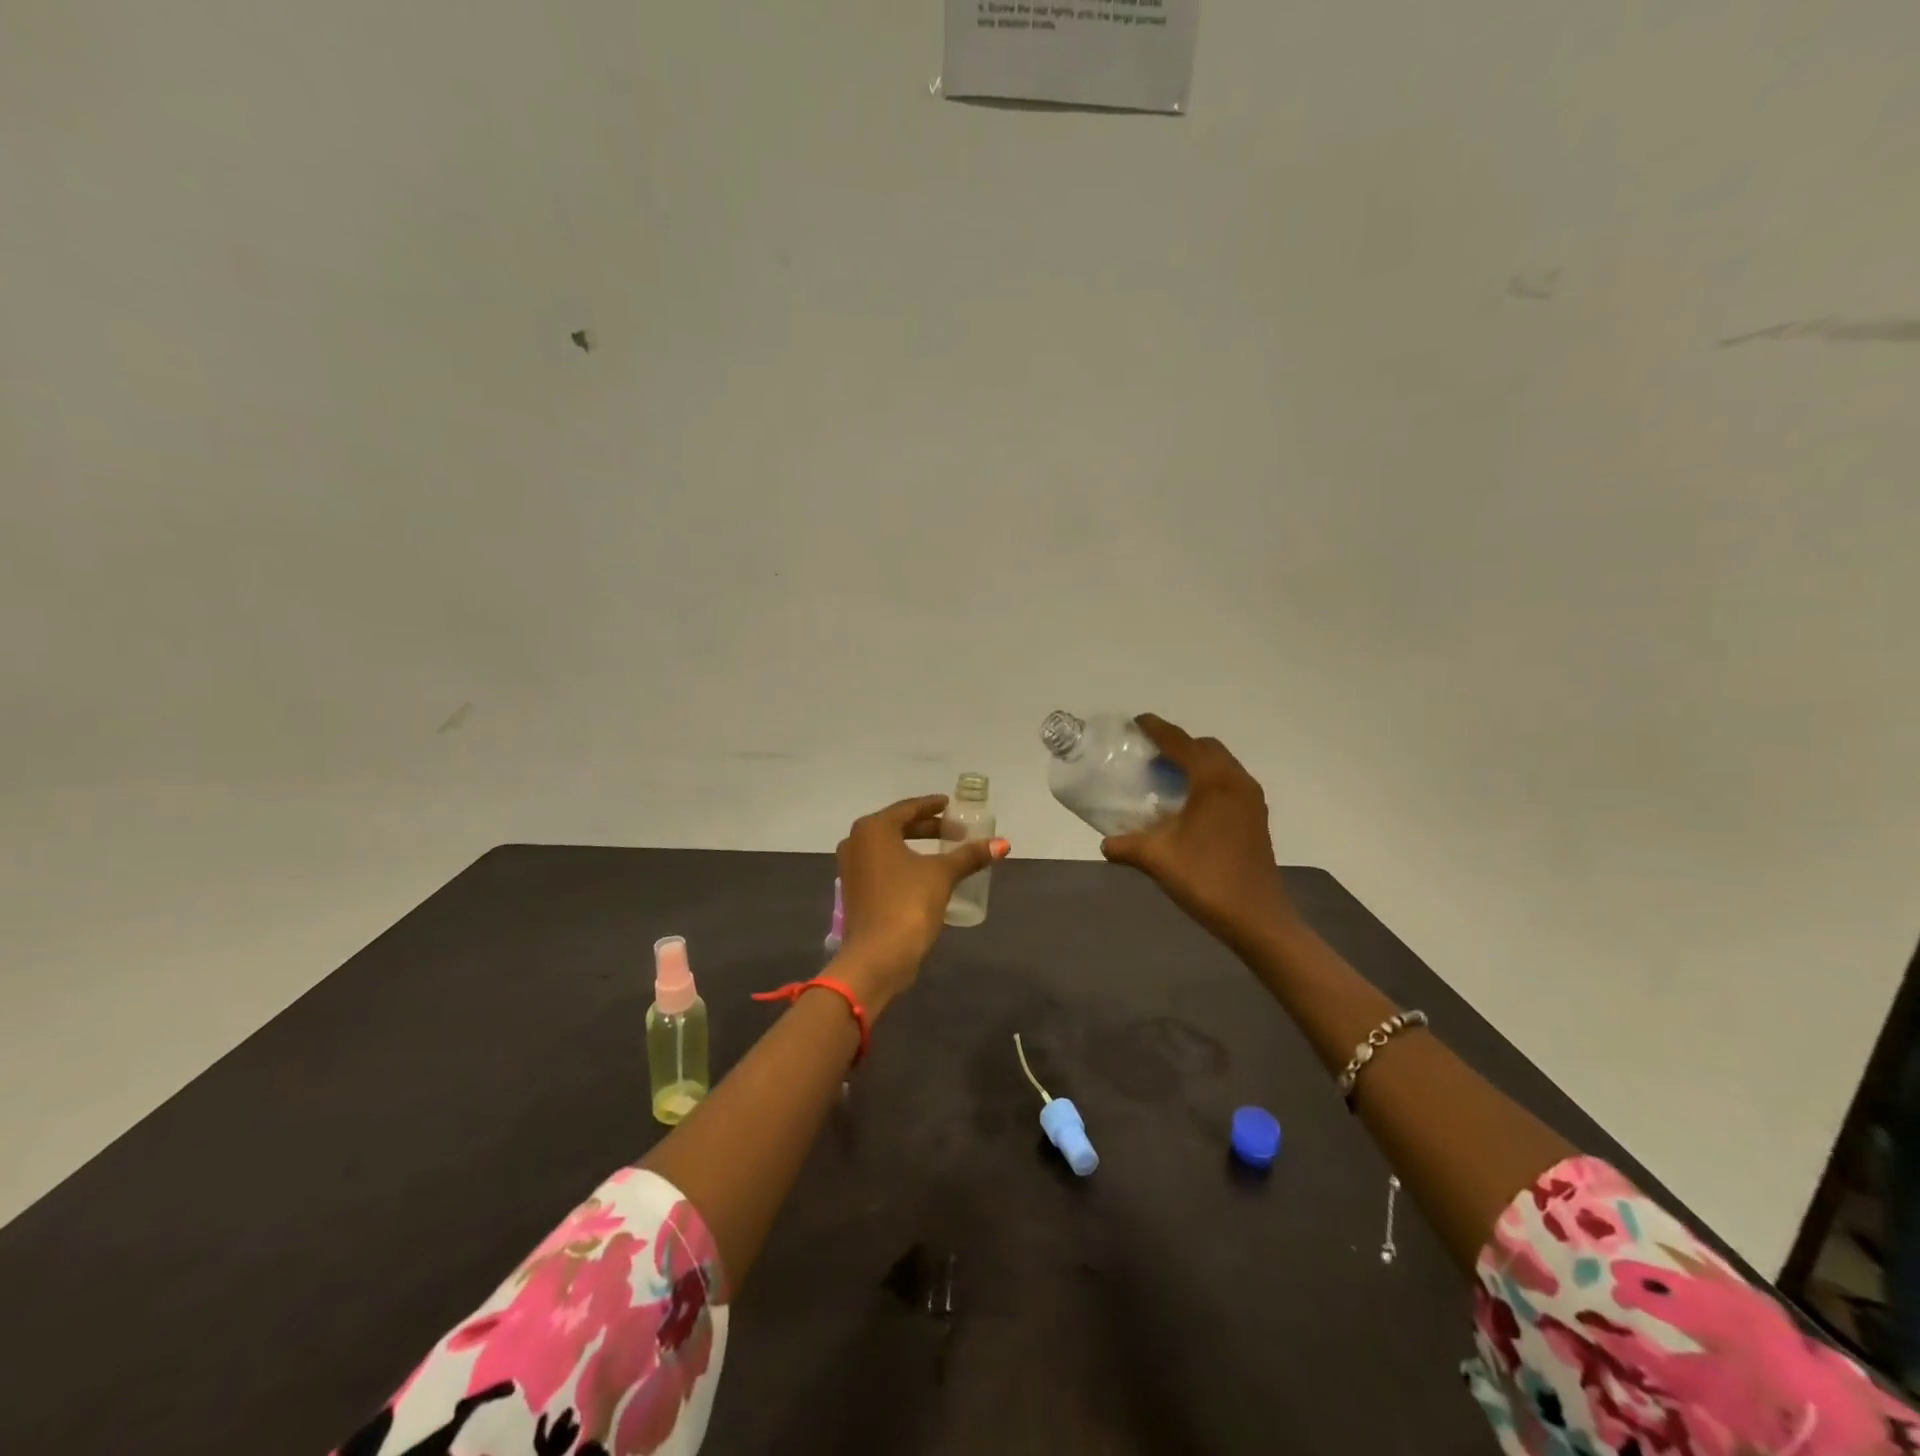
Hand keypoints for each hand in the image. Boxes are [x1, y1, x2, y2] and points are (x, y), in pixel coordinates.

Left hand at [835, 795, 1008, 1010]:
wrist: (876, 957)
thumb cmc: (907, 904)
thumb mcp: (942, 875)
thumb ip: (970, 856)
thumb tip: (1003, 844)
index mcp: (873, 829)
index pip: (908, 808)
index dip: (932, 806)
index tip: (951, 805)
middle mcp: (856, 842)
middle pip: (897, 826)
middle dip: (927, 827)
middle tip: (956, 830)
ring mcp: (851, 868)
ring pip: (888, 846)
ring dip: (915, 845)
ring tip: (944, 850)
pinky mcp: (854, 890)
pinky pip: (882, 865)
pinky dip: (903, 862)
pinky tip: (925, 873)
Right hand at [1100, 715, 1294, 951]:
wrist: (1257, 918)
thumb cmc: (1207, 880)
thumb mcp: (1158, 859)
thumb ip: (1127, 845)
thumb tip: (1106, 843)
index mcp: (1214, 782)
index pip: (1181, 743)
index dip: (1157, 729)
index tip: (1136, 722)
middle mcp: (1236, 781)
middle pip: (1205, 747)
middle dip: (1178, 744)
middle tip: (1148, 755)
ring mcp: (1251, 799)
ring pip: (1221, 764)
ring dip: (1195, 762)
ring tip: (1165, 777)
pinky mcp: (1256, 817)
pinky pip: (1229, 782)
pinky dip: (1207, 779)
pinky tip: (1188, 803)